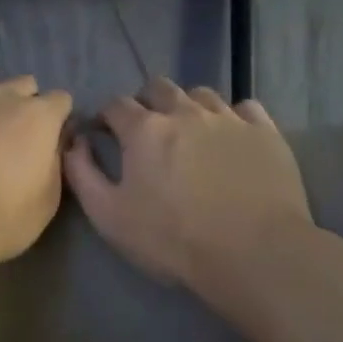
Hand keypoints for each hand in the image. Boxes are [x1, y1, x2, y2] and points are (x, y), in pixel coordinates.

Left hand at [0, 71, 75, 268]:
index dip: (57, 120)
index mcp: (39, 116)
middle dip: (24, 105)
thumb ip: (54, 162)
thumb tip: (54, 142)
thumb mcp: (48, 200)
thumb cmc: (1, 218)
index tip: (49, 142)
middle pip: (23, 85)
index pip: (60, 100)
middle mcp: (2, 96)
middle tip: (13, 139)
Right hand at [64, 76, 314, 294]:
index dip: (106, 115)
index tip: (104, 132)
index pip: (116, 104)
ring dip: (188, 106)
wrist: (253, 254)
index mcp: (145, 129)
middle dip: (146, 102)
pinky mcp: (266, 133)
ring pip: (202, 94)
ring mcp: (229, 119)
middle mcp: (186, 112)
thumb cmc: (172, 239)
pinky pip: (246, 108)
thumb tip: (76, 142)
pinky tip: (231, 137)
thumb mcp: (109, 215)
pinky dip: (233, 117)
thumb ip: (82, 173)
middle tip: (146, 129)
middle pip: (159, 87)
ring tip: (189, 132)